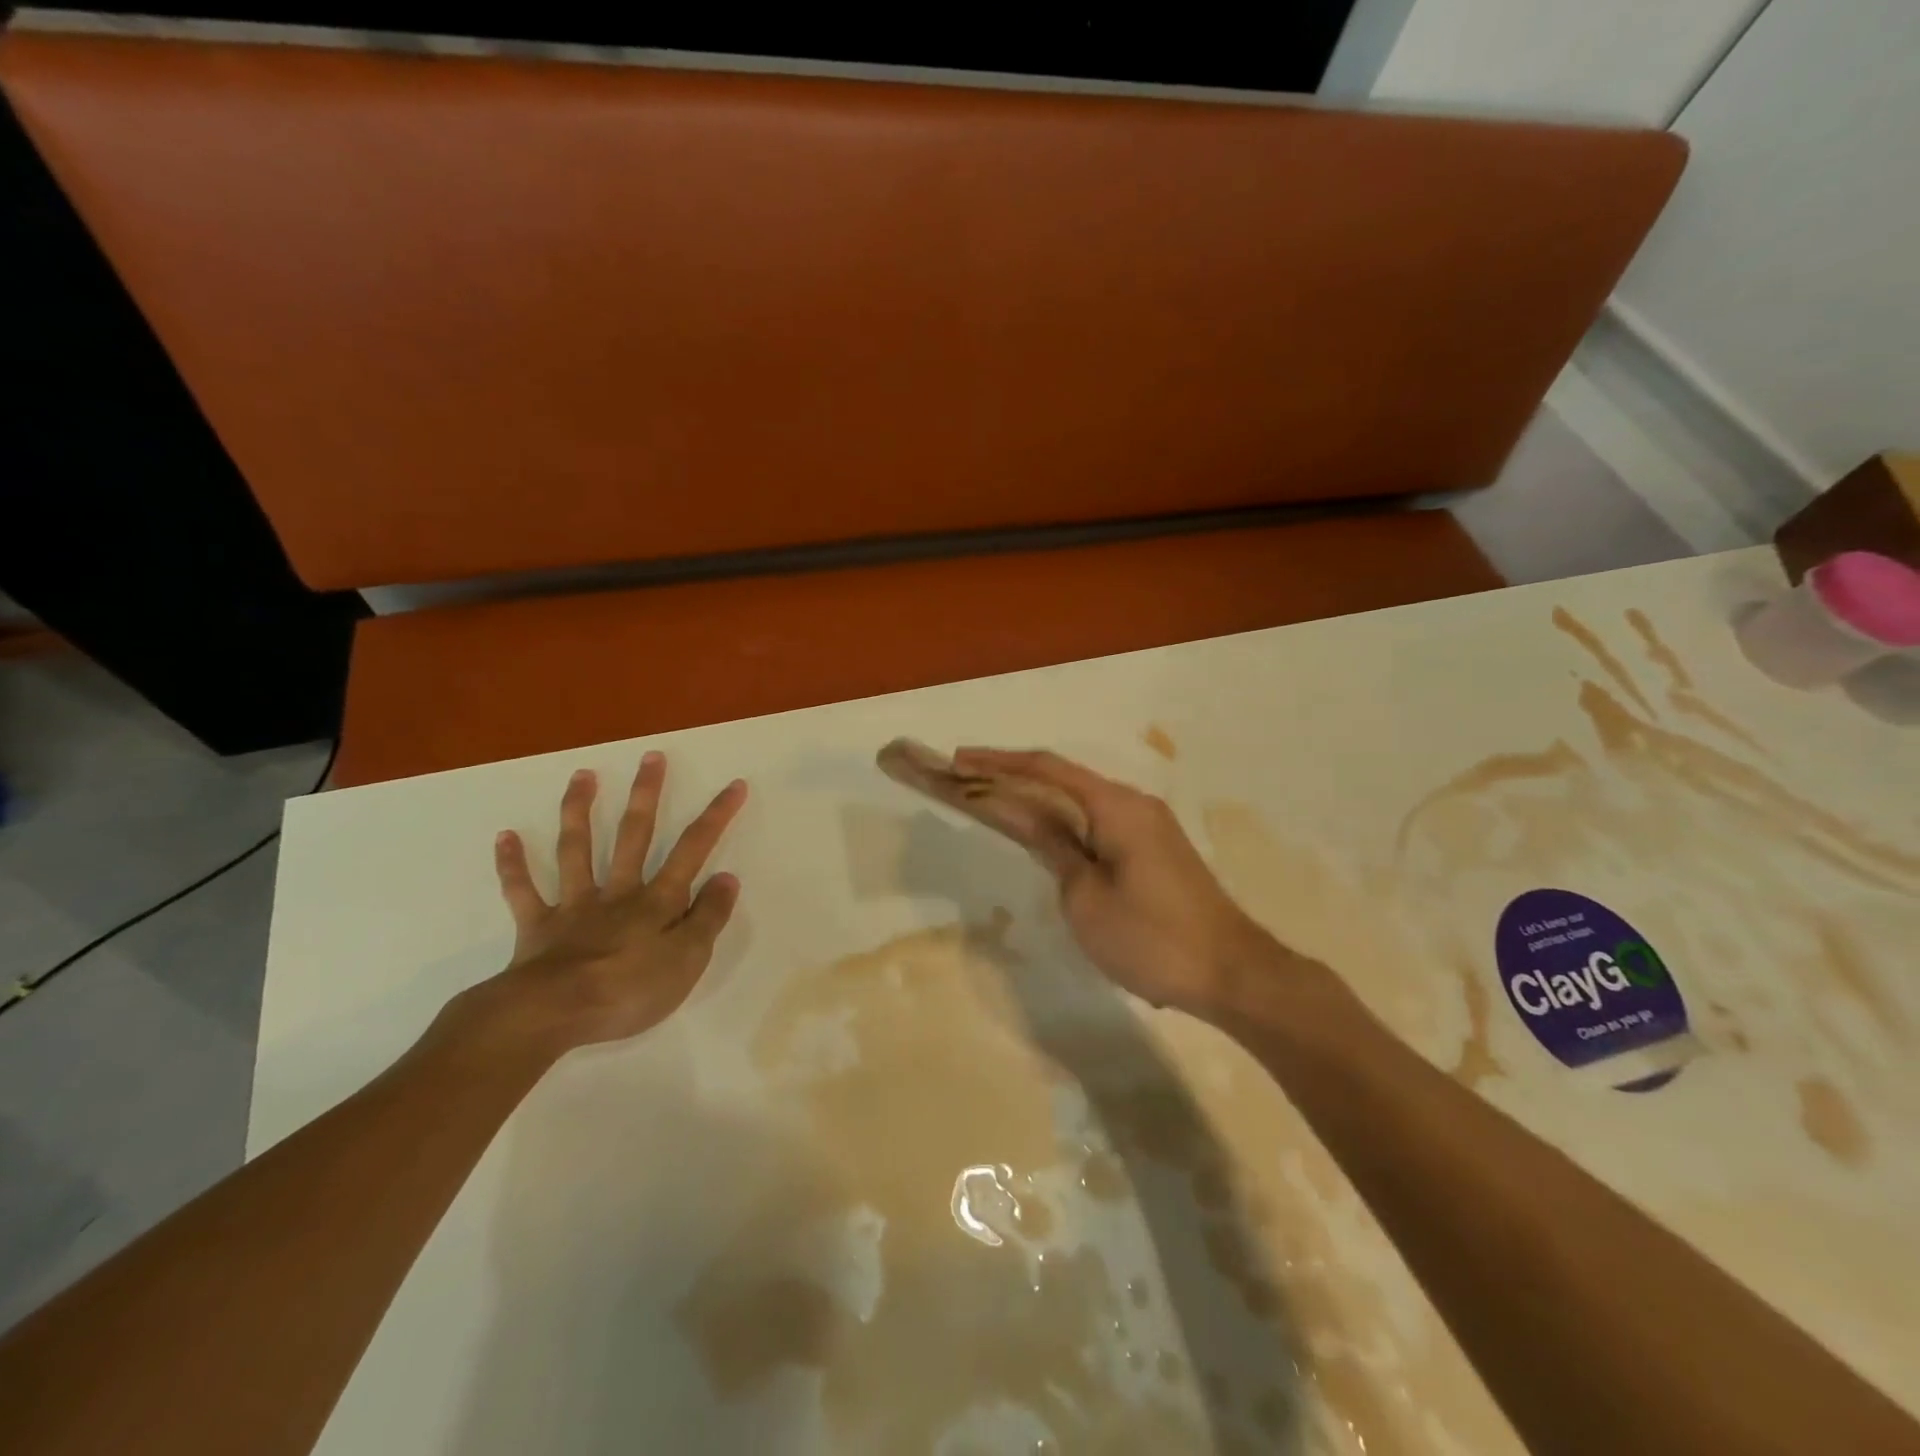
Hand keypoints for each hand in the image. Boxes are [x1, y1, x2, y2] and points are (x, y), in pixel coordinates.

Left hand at [448, 753, 747, 1056]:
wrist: (553, 1013)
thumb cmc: (629, 990)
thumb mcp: (688, 960)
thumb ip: (708, 917)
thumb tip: (726, 877)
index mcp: (657, 901)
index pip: (693, 849)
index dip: (716, 816)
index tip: (734, 784)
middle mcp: (618, 892)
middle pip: (634, 835)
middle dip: (646, 795)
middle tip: (651, 757)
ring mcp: (574, 905)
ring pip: (577, 850)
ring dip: (579, 811)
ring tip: (582, 775)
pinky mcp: (537, 926)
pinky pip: (523, 891)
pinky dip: (513, 864)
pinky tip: (505, 836)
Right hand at [951, 748, 1274, 1015]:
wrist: (1232, 973)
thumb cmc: (1151, 938)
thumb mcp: (1086, 897)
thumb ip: (1053, 847)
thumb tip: (1024, 814)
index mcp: (1116, 806)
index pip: (1047, 769)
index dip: (999, 763)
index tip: (960, 761)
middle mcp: (1134, 803)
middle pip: (1063, 779)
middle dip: (1014, 778)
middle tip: (968, 785)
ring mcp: (1148, 825)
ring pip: (1081, 801)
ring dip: (1039, 801)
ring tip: (996, 807)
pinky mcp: (1155, 848)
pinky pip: (1099, 822)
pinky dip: (1065, 822)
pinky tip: (1045, 836)